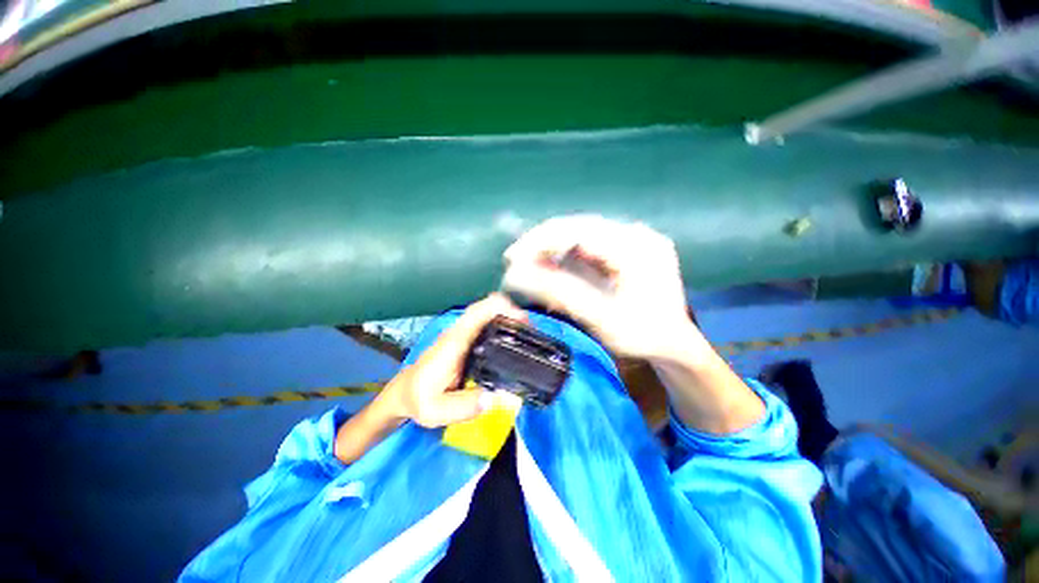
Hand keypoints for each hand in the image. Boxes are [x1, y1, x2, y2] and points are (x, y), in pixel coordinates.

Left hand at [380, 293, 527, 427]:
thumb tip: (496, 398)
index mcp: (455, 341)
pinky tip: (513, 344)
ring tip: (527, 338)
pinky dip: (502, 327)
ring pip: (489, 314)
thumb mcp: (435, 410)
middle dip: (513, 314)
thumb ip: (463, 406)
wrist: (405, 392)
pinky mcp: (467, 340)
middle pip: (488, 308)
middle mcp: (460, 332)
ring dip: (509, 319)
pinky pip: (487, 325)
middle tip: (532, 333)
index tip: (522, 321)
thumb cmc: (418, 399)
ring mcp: (464, 334)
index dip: (502, 308)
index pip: (478, 312)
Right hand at [503, 215, 699, 359]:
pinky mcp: (627, 248)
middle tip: (516, 263)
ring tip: (531, 268)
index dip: (540, 241)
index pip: (577, 230)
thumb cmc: (643, 336)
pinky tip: (553, 269)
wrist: (675, 345)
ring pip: (580, 235)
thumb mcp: (600, 318)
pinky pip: (589, 245)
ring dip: (552, 250)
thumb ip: (559, 293)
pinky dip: (566, 257)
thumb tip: (516, 275)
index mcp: (636, 248)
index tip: (512, 259)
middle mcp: (636, 234)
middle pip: (577, 228)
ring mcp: (633, 239)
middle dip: (542, 244)